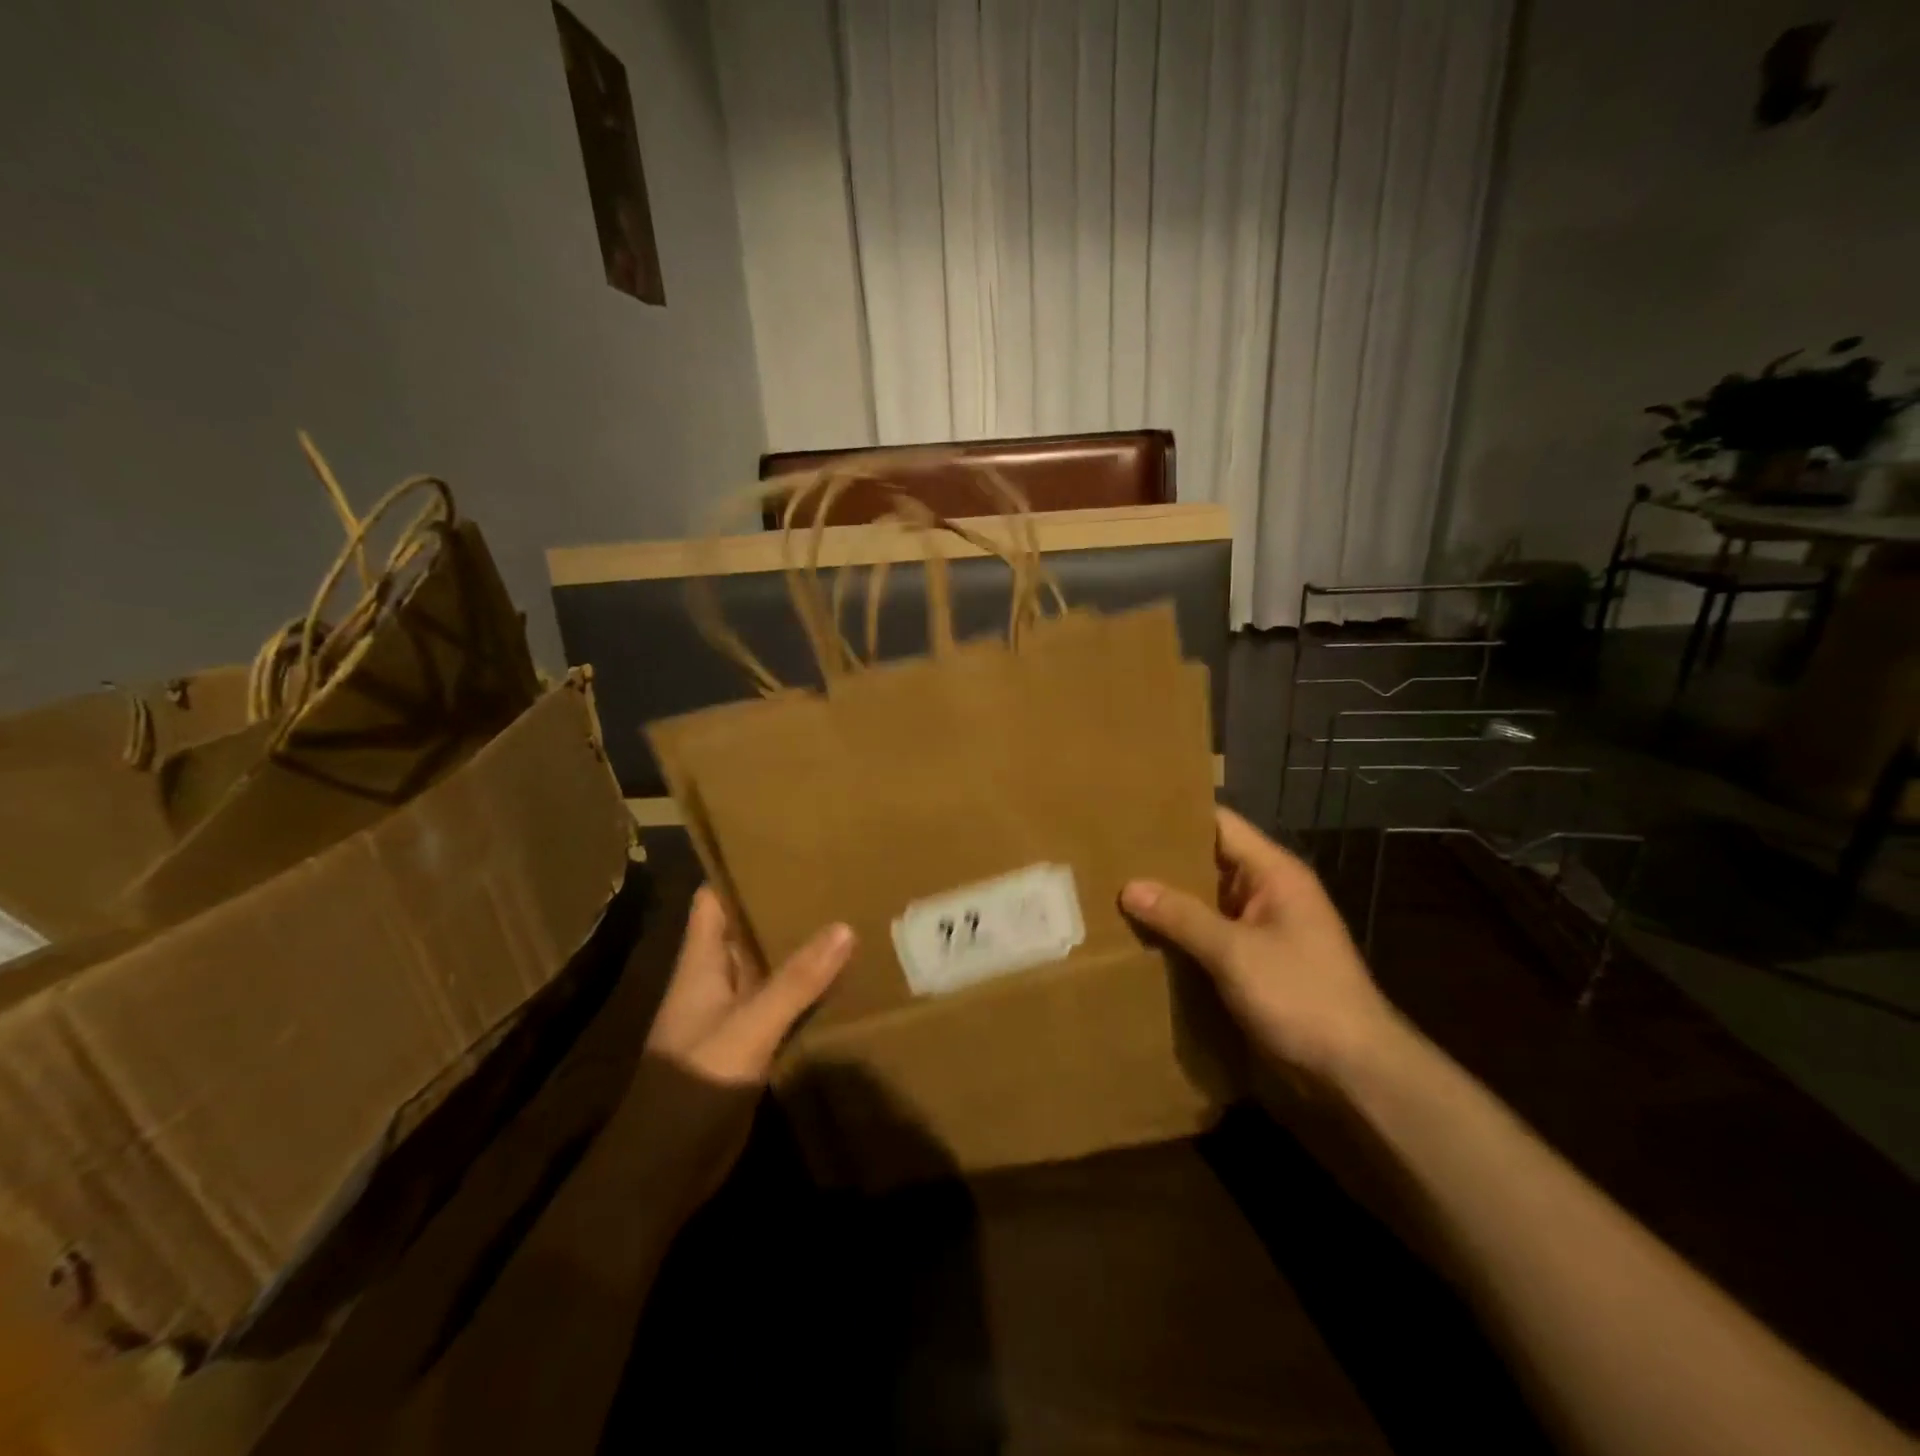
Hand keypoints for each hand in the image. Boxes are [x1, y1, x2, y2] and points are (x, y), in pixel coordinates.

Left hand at [631, 887, 853, 1219]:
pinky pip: (780, 1004)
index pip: (713, 901)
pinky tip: (843, 978)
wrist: (663, 1171)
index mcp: (701, 964)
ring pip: (767, 967)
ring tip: (848, 915)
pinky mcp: (748, 1045)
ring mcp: (732, 1014)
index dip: (738, 872)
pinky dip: (805, 990)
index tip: (782, 848)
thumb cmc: (693, 1085)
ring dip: (798, 948)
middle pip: (746, 930)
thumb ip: (795, 981)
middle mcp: (715, 981)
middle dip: (781, 906)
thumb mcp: (748, 1028)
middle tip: (832, 877)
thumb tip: (844, 927)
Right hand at [1122, 807, 1405, 1086]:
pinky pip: (1211, 935)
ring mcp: (1263, 929)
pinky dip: (1182, 934)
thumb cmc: (1301, 996)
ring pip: (1207, 902)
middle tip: (1111, 856)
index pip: (1221, 824)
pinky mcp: (1255, 962)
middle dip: (1164, 862)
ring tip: (1114, 891)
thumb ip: (1182, 916)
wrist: (1355, 1072)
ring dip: (1170, 902)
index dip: (1178, 815)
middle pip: (1209, 862)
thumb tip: (1130, 887)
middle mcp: (1269, 892)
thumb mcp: (1235, 952)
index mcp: (1274, 873)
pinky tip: (1143, 937)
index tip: (1130, 815)